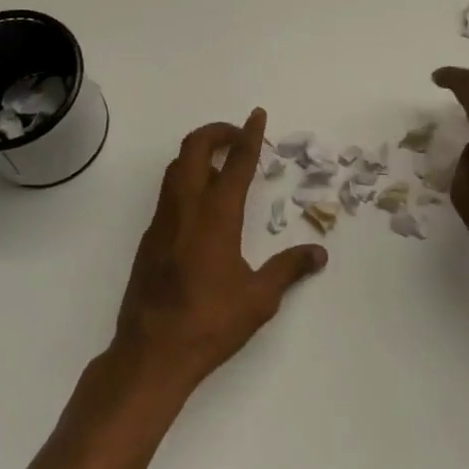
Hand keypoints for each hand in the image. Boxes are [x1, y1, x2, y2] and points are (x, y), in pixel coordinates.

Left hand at [112, 108, 326, 391]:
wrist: (151, 353)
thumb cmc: (209, 323)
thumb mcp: (259, 298)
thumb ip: (289, 269)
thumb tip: (319, 253)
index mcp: (216, 216)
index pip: (237, 163)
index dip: (250, 135)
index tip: (257, 114)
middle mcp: (186, 208)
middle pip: (194, 148)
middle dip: (217, 132)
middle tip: (239, 137)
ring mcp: (162, 222)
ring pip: (176, 167)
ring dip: (199, 153)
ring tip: (223, 164)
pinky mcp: (149, 239)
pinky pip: (168, 193)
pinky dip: (187, 179)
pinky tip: (202, 204)